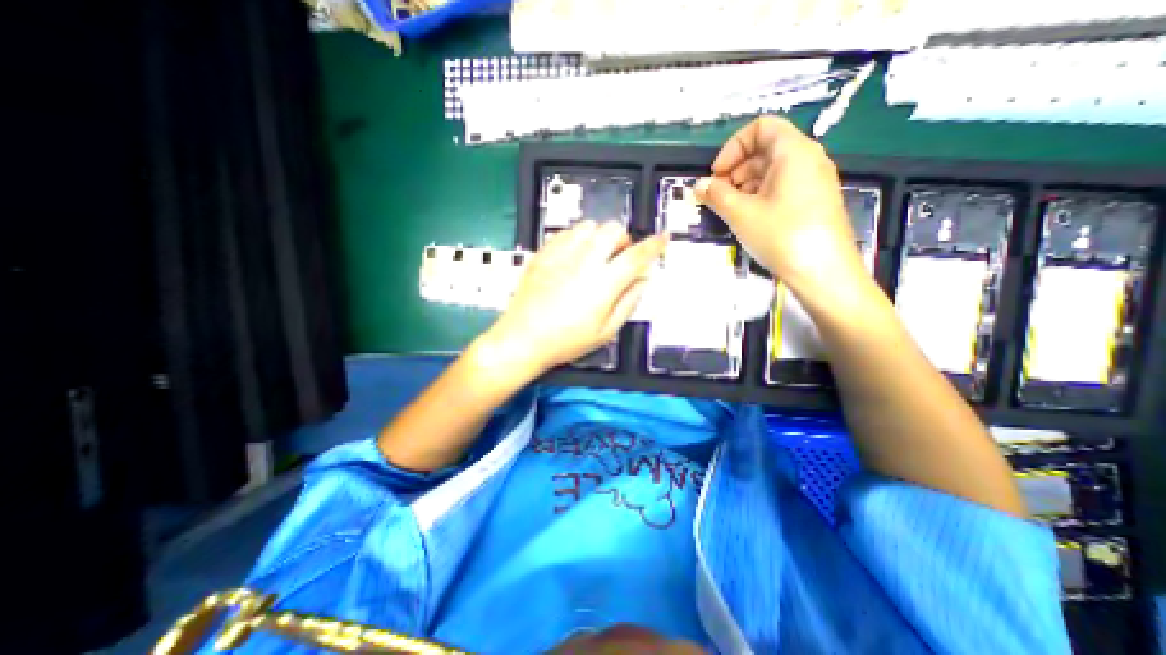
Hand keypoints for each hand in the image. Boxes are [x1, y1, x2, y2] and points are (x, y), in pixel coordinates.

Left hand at [477, 220, 663, 377]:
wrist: (522, 338)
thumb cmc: (566, 341)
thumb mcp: (605, 331)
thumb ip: (629, 302)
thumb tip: (643, 279)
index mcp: (603, 283)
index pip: (637, 256)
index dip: (654, 245)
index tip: (663, 238)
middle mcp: (584, 261)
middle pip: (612, 229)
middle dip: (623, 239)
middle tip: (618, 258)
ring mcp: (560, 254)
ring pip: (589, 226)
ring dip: (599, 237)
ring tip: (595, 256)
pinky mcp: (543, 253)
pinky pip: (566, 232)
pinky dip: (577, 239)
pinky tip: (573, 257)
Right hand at [691, 114, 863, 297]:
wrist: (824, 273)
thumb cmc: (781, 236)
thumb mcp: (741, 214)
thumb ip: (716, 195)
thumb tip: (698, 186)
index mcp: (794, 151)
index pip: (760, 127)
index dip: (733, 147)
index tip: (717, 174)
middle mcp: (808, 159)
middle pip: (765, 149)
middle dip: (735, 169)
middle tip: (717, 196)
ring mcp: (813, 181)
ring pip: (772, 170)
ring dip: (744, 185)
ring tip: (729, 210)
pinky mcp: (813, 201)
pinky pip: (782, 187)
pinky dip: (760, 196)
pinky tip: (748, 218)